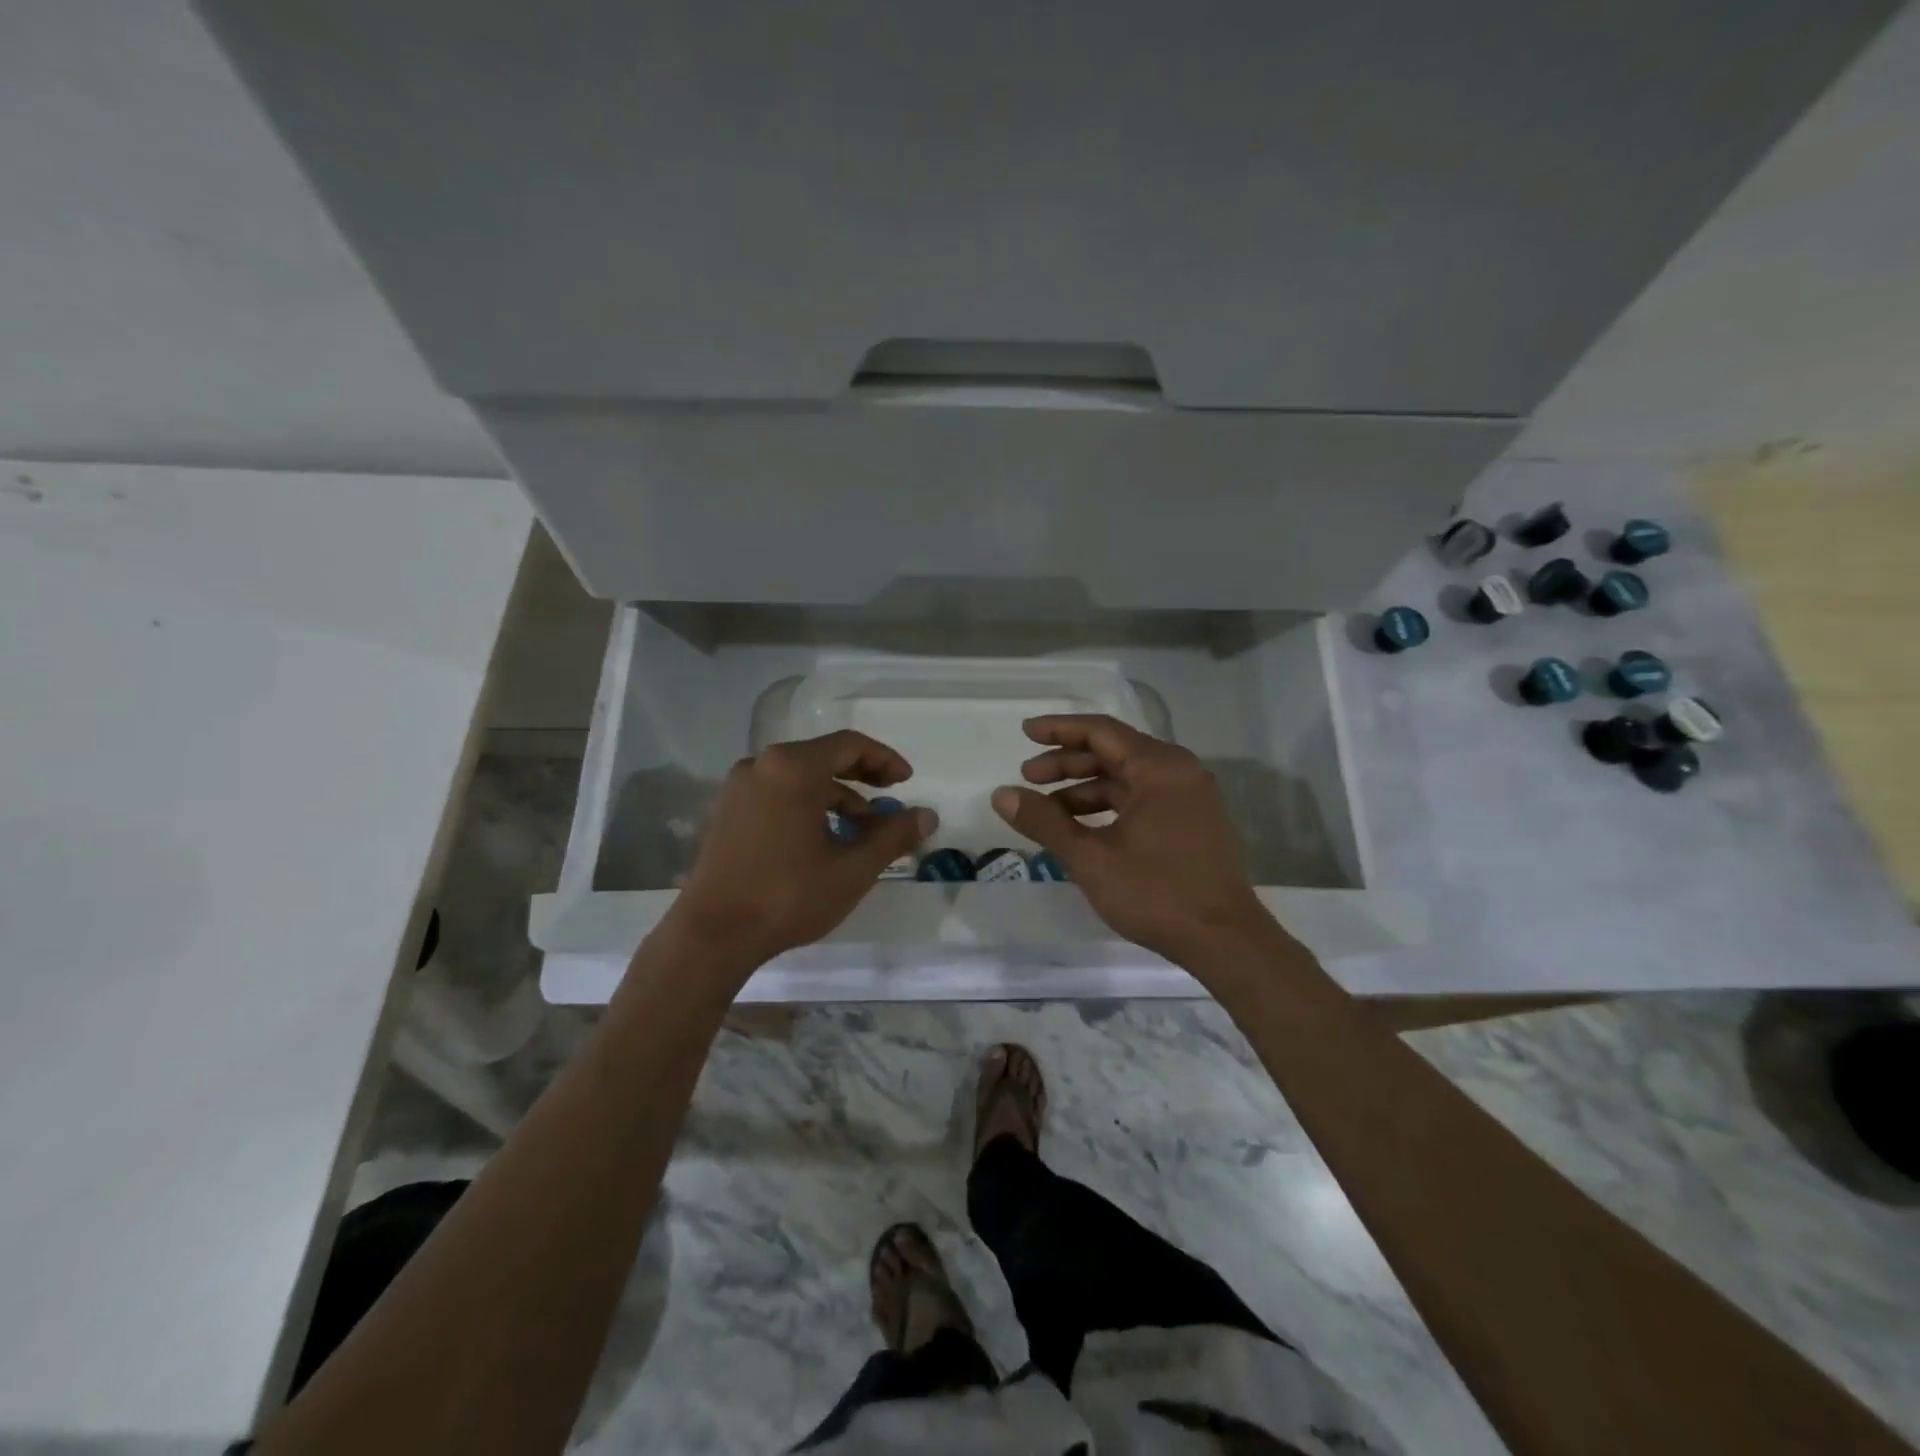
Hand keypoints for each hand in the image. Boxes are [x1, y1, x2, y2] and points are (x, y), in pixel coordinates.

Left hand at [666, 731, 935, 969]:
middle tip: (890, 799)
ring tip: (861, 831)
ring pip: (800, 779)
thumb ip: (894, 836)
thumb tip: (927, 815)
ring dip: (836, 797)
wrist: (711, 935)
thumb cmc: (788, 895)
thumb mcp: (853, 868)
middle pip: (823, 757)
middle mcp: (761, 766)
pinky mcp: (726, 813)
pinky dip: (807, 807)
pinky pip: (777, 795)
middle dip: (862, 777)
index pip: (849, 744)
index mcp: (792, 768)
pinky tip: (823, 840)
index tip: (907, 782)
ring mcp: (738, 789)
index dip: (884, 760)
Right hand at [991, 715, 1277, 962]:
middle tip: (1028, 778)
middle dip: (1067, 763)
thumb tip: (1001, 794)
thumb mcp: (1090, 858)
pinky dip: (1108, 807)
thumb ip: (1044, 821)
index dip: (1059, 730)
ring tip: (1047, 810)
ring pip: (1126, 778)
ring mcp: (1189, 797)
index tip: (1025, 733)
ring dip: (1085, 788)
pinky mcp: (1192, 822)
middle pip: (1113, 752)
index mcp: (1159, 767)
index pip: (1100, 731)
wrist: (1225, 941)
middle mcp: (1178, 772)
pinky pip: (1142, 799)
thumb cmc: (1156, 892)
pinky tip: (1081, 828)